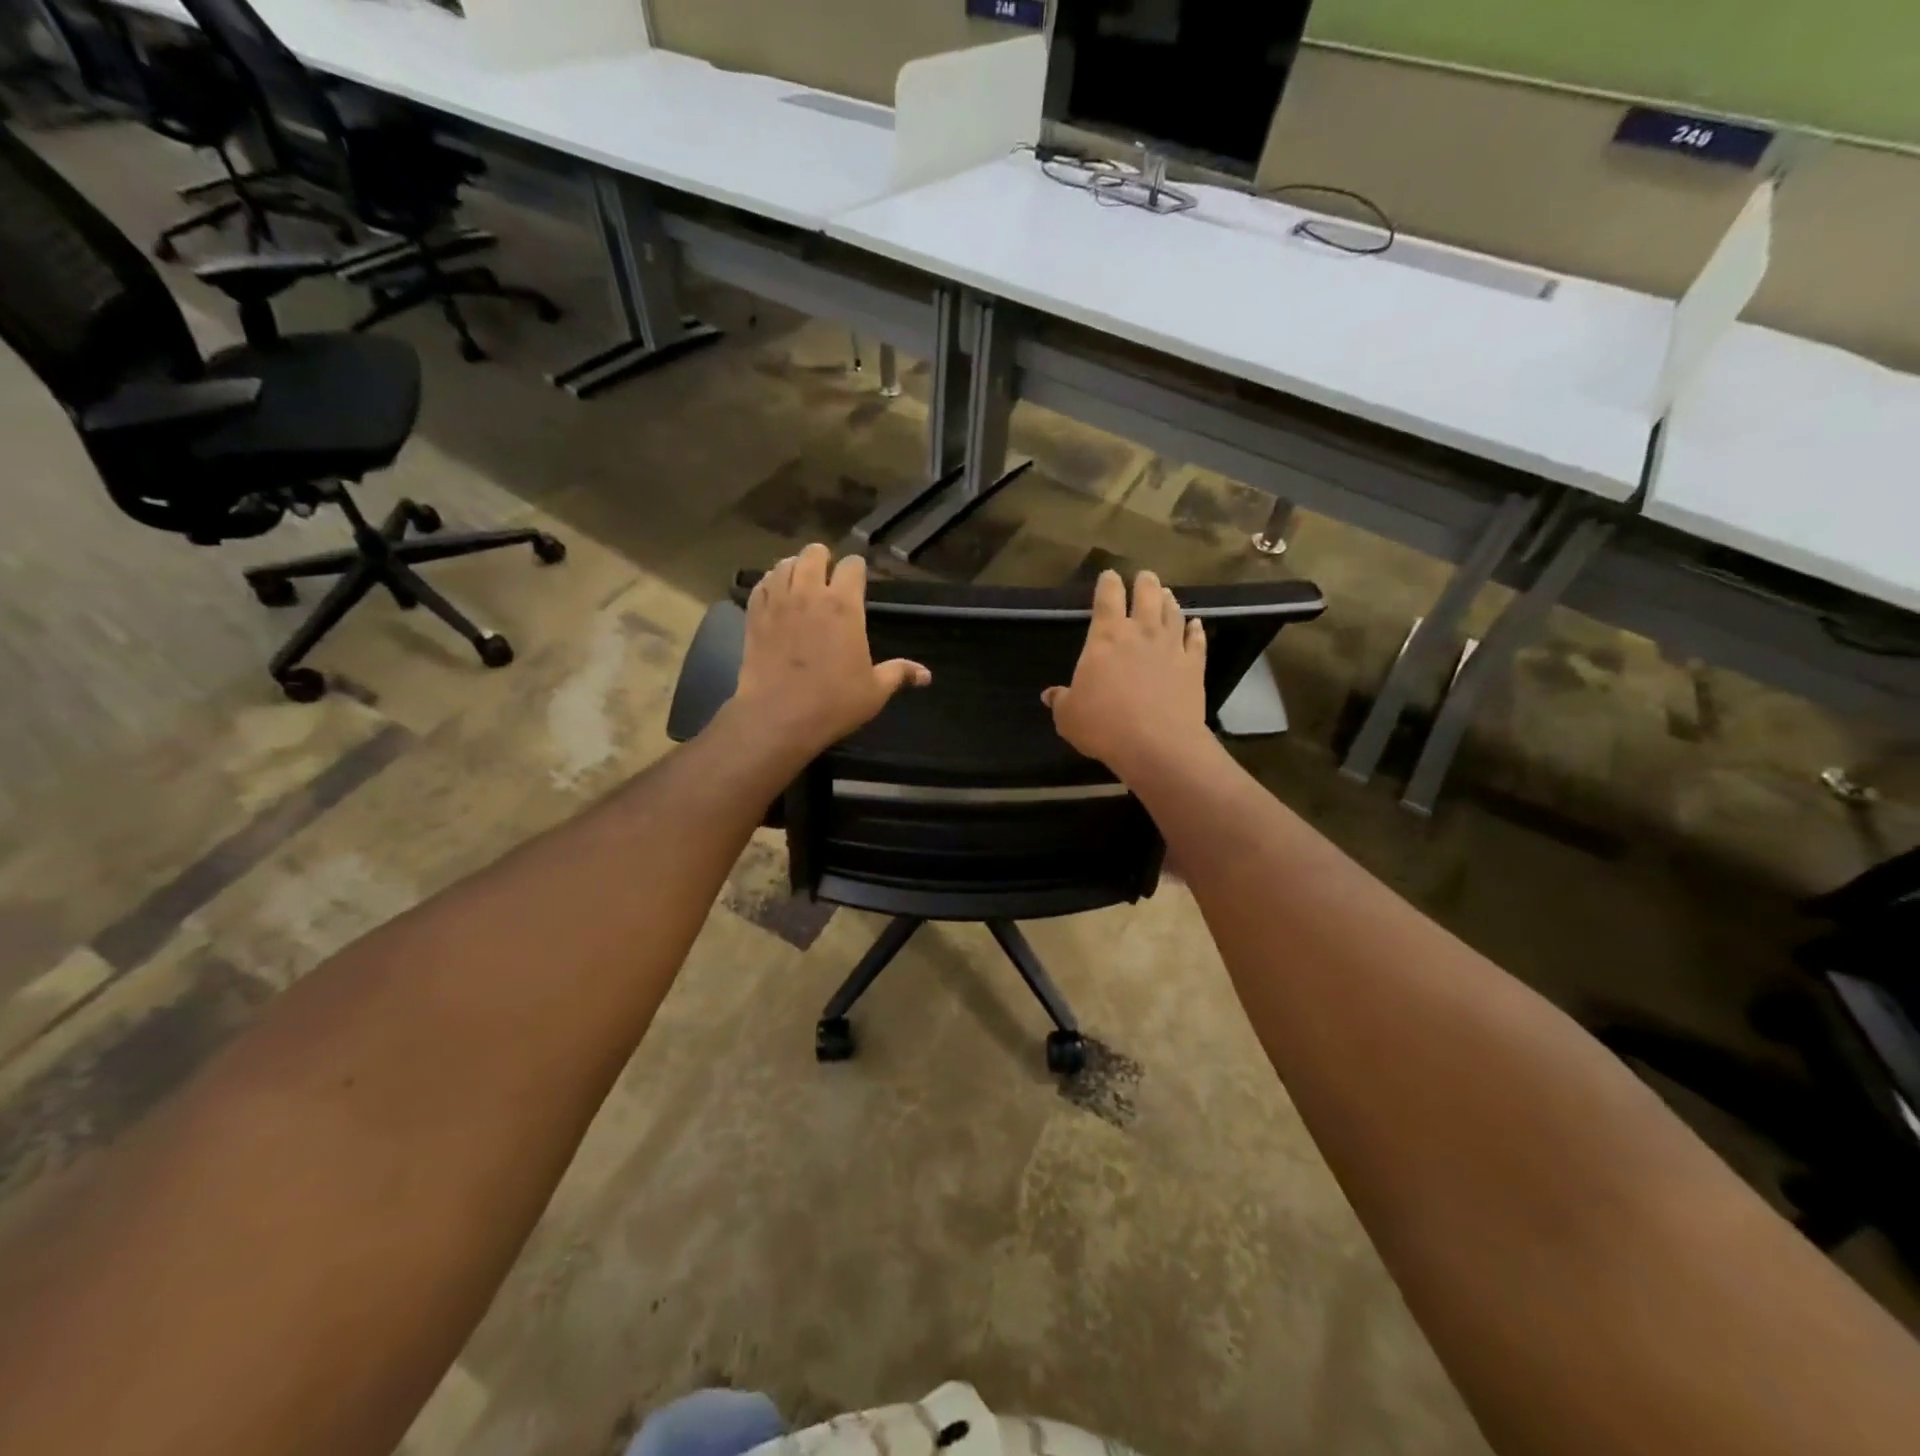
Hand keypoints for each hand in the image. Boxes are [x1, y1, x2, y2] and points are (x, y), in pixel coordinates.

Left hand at [730, 544, 929, 757]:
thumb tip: (926, 675)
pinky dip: (770, 583)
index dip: (857, 569)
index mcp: (845, 606)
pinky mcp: (754, 615)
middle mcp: (810, 593)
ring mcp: (778, 602)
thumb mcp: (874, 691)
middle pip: (814, 553)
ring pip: (784, 563)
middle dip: (823, 559)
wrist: (777, 717)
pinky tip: (775, 595)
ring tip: (800, 581)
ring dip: (795, 567)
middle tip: (827, 576)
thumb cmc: (833, 703)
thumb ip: (899, 674)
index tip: (858, 580)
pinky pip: (761, 584)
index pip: (852, 565)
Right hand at [1043, 569, 1211, 780]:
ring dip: (1168, 600)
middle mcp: (1141, 632)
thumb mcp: (1068, 716)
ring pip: (1172, 613)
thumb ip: (1061, 700)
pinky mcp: (1193, 666)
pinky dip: (1196, 629)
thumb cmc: (1103, 725)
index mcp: (1106, 637)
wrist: (1157, 744)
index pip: (1107, 598)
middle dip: (1144, 582)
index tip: (1109, 574)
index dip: (1107, 583)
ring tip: (1166, 593)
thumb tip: (1050, 695)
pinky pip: (1196, 641)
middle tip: (1143, 576)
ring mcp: (1171, 647)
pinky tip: (1195, 624)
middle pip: (1146, 595)